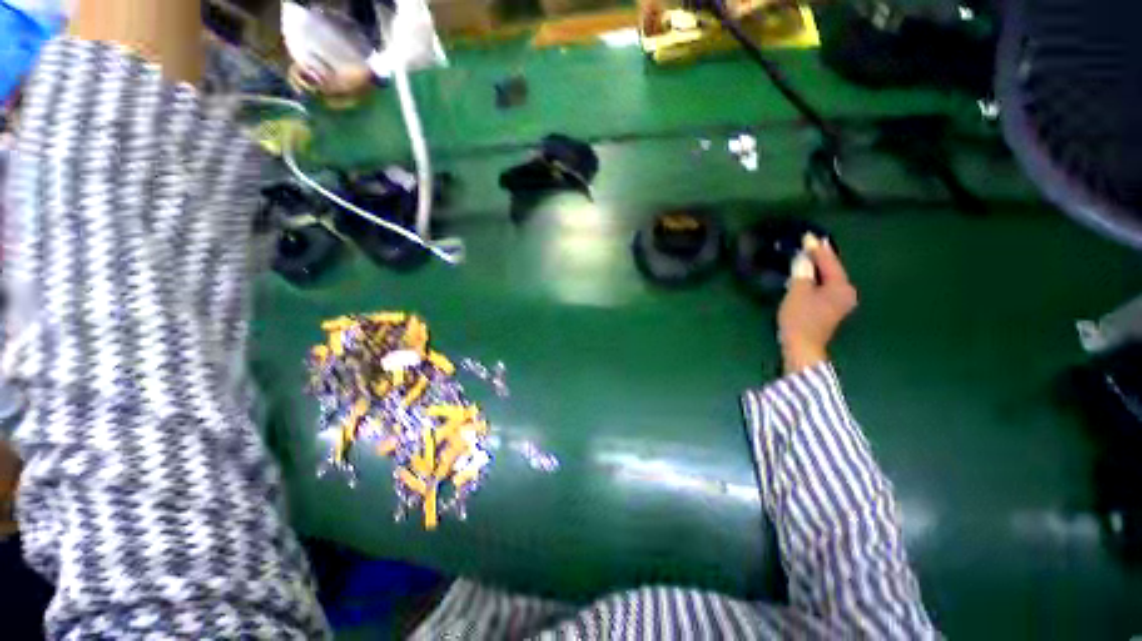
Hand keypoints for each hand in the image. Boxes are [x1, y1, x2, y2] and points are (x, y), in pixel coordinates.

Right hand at [777, 242, 857, 373]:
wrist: (802, 347)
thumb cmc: (800, 319)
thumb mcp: (797, 292)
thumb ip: (802, 272)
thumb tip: (803, 258)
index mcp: (841, 286)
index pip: (828, 261)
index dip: (816, 248)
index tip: (808, 235)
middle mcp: (846, 292)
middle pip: (832, 269)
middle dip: (820, 256)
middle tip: (810, 243)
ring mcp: (839, 303)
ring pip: (829, 279)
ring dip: (817, 268)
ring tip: (808, 255)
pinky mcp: (830, 310)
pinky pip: (824, 287)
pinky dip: (816, 279)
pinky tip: (808, 275)